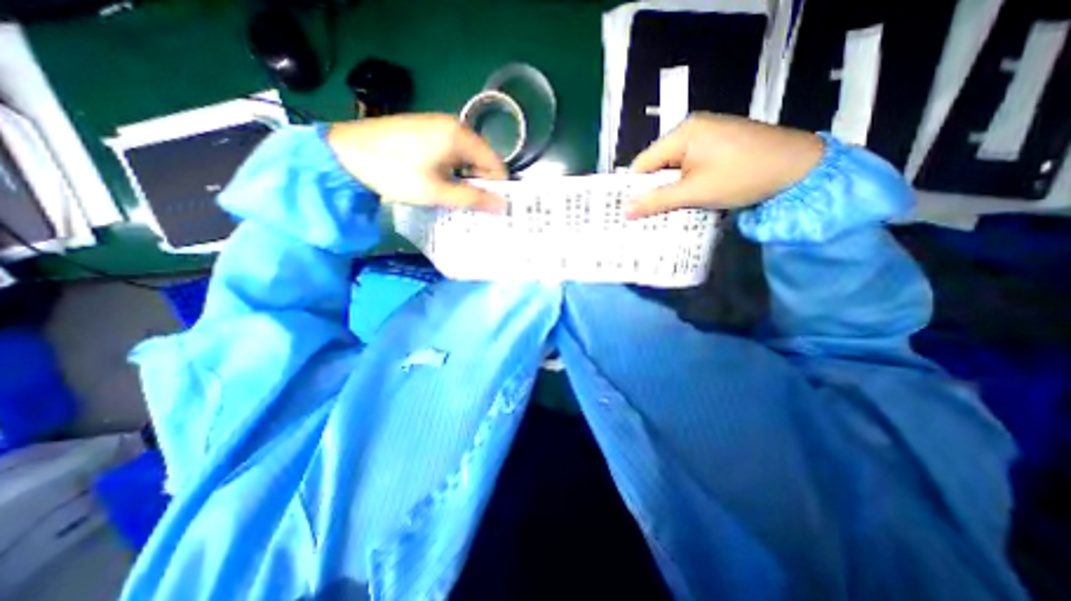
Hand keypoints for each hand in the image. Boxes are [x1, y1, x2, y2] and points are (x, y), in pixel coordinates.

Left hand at [328, 116, 506, 212]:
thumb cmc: (395, 172)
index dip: (497, 188)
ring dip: (466, 179)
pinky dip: (453, 171)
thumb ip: (473, 199)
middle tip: (474, 209)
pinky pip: (452, 154)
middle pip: (482, 160)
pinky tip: (443, 185)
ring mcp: (438, 126)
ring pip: (466, 158)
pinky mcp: (426, 131)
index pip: (496, 164)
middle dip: (481, 184)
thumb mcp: (437, 191)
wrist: (344, 153)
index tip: (492, 210)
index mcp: (460, 136)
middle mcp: (454, 126)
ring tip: (458, 200)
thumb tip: (503, 207)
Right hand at [626, 111, 822, 218]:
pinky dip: (686, 186)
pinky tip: (687, 202)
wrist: (803, 168)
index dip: (635, 188)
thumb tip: (625, 211)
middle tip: (646, 219)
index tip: (630, 213)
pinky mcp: (719, 148)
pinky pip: (691, 169)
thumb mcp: (696, 192)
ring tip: (665, 215)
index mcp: (683, 133)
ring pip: (674, 170)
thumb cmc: (744, 176)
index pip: (643, 163)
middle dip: (653, 192)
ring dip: (670, 192)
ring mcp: (707, 137)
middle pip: (658, 166)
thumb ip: (658, 201)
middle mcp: (691, 131)